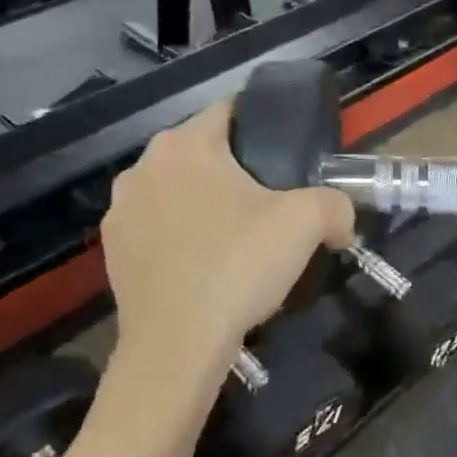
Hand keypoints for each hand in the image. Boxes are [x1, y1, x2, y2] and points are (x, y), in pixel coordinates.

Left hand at [100, 100, 354, 387]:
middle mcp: (143, 166)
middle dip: (234, 167)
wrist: (176, 345)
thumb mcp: (306, 224)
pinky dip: (179, 234)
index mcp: (186, 145)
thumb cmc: (237, 266)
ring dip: (202, 200)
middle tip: (270, 199)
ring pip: (175, 188)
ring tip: (236, 234)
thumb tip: (344, 220)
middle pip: (201, 151)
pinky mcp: (112, 250)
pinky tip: (204, 263)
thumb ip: (336, 205)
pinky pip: (156, 226)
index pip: (230, 110)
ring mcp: (121, 209)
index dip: (263, 124)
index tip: (287, 152)